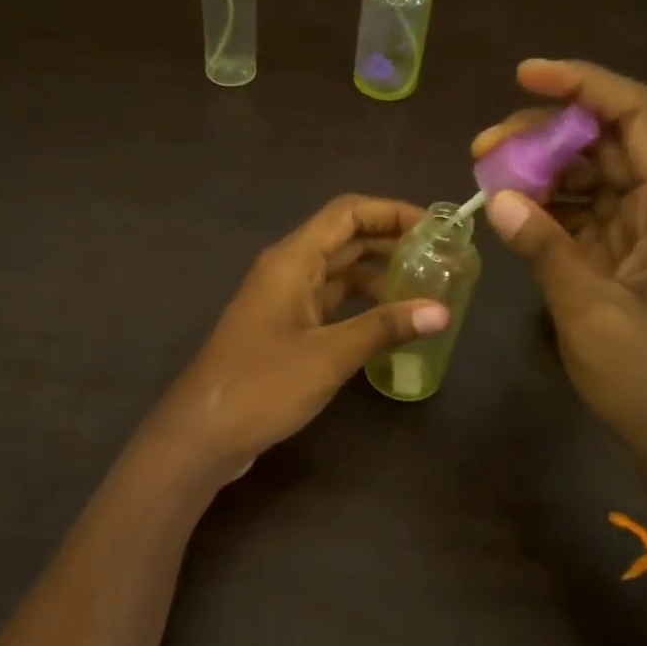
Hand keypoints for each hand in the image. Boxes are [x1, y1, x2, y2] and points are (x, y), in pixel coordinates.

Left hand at [148, 195, 449, 475]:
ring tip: (424, 290)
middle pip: (344, 240)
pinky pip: (328, 305)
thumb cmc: (263, 385)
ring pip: (338, 275)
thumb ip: (384, 328)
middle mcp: (286, 272)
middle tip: (440, 260)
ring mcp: (282, 303)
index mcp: (292, 261)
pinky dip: (359, 307)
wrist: (204, 433)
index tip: (436, 229)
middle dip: (391, 244)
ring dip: (377, 277)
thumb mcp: (329, 355)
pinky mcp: (283, 332)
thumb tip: (442, 311)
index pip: (347, 214)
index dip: (391, 213)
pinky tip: (389, 324)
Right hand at [474, 60, 646, 507]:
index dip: (584, 85)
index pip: (636, 115)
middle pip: (607, 142)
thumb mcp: (590, 311)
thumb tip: (498, 197)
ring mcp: (642, 236)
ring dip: (541, 172)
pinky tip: (510, 215)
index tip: (525, 76)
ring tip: (486, 178)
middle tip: (483, 148)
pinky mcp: (623, 263)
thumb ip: (545, 248)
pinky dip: (547, 211)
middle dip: (546, 133)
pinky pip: (582, 218)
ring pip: (591, 178)